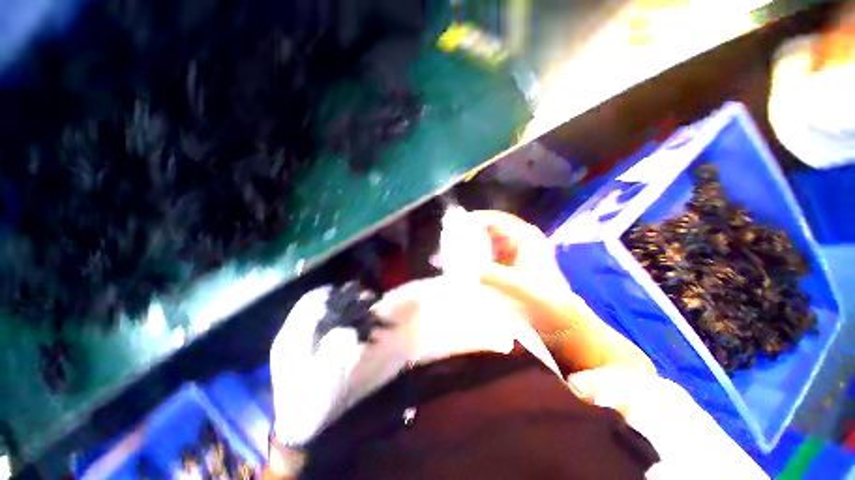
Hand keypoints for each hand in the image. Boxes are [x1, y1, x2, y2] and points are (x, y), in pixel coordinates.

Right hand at [472, 210, 654, 373]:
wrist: (560, 317)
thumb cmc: (544, 298)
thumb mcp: (518, 286)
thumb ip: (493, 276)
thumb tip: (466, 268)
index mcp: (525, 237)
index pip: (496, 220)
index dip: (476, 220)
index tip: (455, 226)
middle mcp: (520, 239)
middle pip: (490, 229)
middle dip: (471, 233)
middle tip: (451, 241)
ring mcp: (515, 251)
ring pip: (488, 241)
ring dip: (473, 246)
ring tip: (454, 252)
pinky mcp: (510, 263)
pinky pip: (490, 254)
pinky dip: (478, 257)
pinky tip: (466, 264)